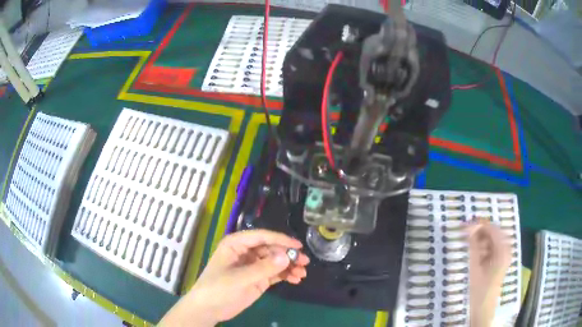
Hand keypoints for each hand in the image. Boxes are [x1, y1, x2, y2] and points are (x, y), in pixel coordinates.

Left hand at [159, 229, 309, 326]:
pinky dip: (286, 275)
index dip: (280, 239)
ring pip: (275, 261)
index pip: (262, 237)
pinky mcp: (258, 279)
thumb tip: (286, 256)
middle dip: (288, 255)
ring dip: (289, 266)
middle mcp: (246, 252)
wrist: (209, 309)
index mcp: (236, 244)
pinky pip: (275, 273)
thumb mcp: (239, 278)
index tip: (298, 246)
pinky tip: (296, 279)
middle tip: (304, 261)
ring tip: (302, 273)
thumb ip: (263, 268)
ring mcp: (253, 266)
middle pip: (271, 248)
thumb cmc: (218, 288)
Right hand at [467, 220, 511, 326]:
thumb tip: (468, 227)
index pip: (492, 228)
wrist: (483, 308)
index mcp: (503, 250)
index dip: (479, 224)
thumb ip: (473, 246)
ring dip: (482, 238)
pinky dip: (484, 246)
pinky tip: (475, 251)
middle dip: (480, 230)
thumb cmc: (479, 290)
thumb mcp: (474, 267)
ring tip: (468, 243)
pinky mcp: (501, 260)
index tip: (465, 224)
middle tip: (465, 232)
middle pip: (494, 232)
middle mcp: (507, 249)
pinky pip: (494, 247)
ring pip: (493, 239)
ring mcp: (505, 254)